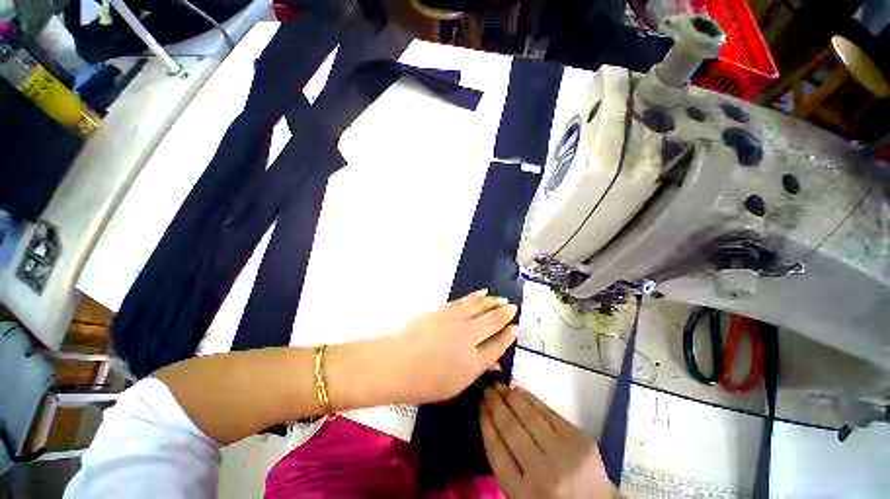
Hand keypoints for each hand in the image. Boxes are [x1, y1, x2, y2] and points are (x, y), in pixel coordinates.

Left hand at [385, 289, 517, 403]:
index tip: (516, 327)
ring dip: (493, 301)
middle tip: (513, 307)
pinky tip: (483, 293)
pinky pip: (465, 301)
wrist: (395, 363)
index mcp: (473, 362)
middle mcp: (468, 338)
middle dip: (505, 313)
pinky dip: (476, 296)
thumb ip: (476, 370)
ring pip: (480, 307)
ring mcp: (455, 321)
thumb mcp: (454, 385)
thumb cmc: (423, 382)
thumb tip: (493, 361)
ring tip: (502, 298)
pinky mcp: (444, 310)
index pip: (497, 346)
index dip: (508, 336)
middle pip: (492, 322)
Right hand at [481, 385, 617, 498]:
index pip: (497, 453)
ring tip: (499, 386)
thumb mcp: (522, 495)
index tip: (479, 406)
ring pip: (529, 416)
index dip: (486, 425)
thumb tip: (490, 421)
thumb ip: (505, 465)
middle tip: (486, 389)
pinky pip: (549, 412)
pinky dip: (531, 399)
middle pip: (511, 430)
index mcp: (525, 495)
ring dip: (511, 397)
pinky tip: (519, 390)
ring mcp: (565, 454)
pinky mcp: (580, 440)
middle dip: (495, 405)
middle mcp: (544, 473)